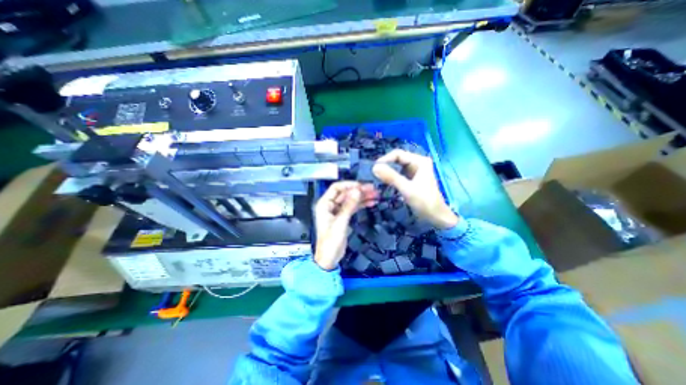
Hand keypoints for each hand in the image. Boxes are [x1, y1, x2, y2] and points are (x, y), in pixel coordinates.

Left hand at [314, 181, 376, 269]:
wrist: (329, 257)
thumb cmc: (330, 242)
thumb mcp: (340, 222)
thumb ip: (349, 206)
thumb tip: (357, 191)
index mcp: (324, 204)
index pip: (337, 188)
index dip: (349, 185)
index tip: (361, 186)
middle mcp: (330, 206)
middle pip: (345, 193)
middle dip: (358, 190)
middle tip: (371, 189)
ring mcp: (337, 211)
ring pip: (350, 200)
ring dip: (362, 197)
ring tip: (374, 194)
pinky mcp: (343, 217)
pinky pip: (352, 207)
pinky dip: (361, 204)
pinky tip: (370, 202)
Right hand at [373, 149, 456, 227]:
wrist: (436, 216)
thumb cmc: (424, 202)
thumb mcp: (406, 188)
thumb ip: (391, 177)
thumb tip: (374, 167)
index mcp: (419, 161)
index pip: (398, 154)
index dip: (385, 159)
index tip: (374, 169)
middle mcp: (417, 162)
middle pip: (397, 159)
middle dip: (386, 165)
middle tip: (374, 174)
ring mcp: (415, 170)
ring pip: (397, 166)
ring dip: (387, 171)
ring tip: (377, 178)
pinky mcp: (412, 178)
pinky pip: (399, 173)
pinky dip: (391, 177)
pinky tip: (385, 182)